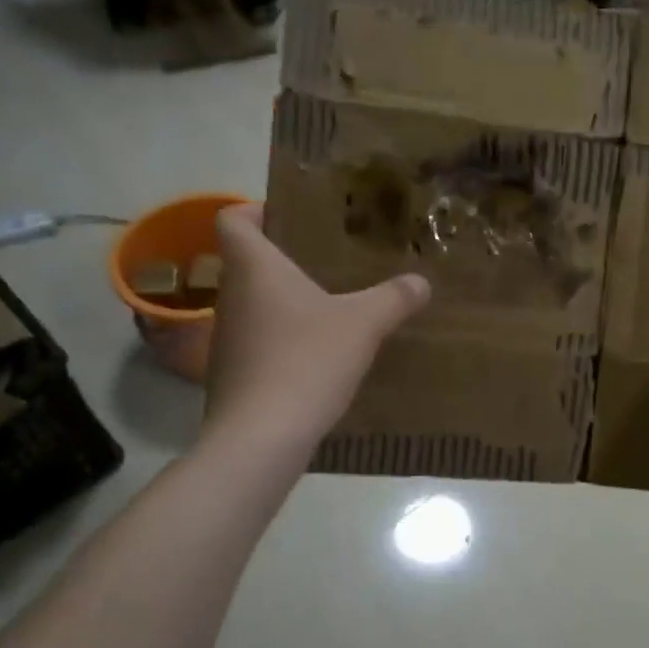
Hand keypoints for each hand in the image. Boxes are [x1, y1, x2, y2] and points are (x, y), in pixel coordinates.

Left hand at [204, 203, 429, 444]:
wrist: (262, 437)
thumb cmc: (307, 360)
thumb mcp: (363, 324)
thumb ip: (394, 298)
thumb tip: (421, 282)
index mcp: (254, 268)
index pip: (232, 220)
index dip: (254, 210)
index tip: (287, 217)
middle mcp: (232, 296)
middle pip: (246, 263)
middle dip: (284, 259)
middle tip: (327, 261)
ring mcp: (227, 339)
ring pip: (254, 305)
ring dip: (285, 302)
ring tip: (329, 307)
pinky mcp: (233, 375)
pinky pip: (259, 342)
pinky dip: (283, 340)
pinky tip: (318, 357)